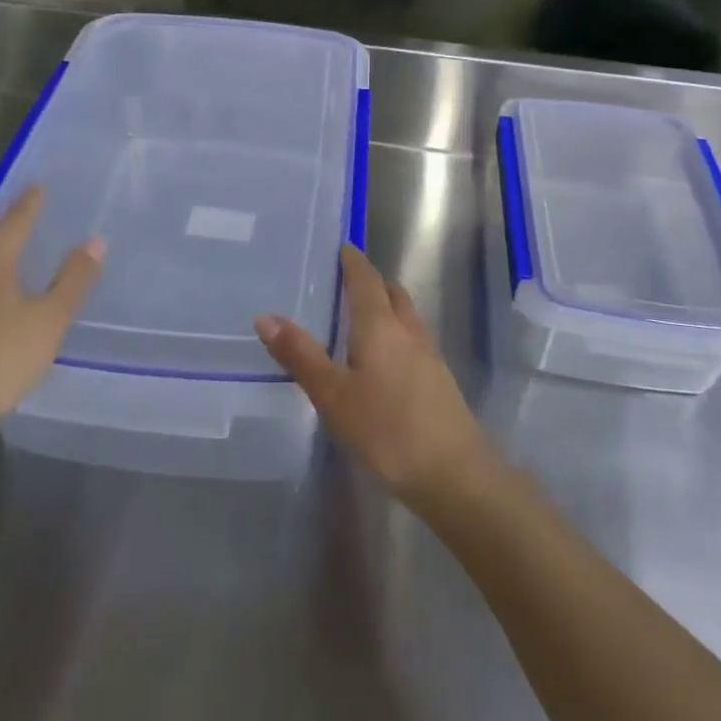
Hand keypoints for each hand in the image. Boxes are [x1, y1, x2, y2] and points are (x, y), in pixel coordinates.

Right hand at [256, 245, 492, 513]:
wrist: (455, 473)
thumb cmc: (387, 429)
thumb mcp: (333, 394)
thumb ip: (300, 355)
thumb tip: (265, 317)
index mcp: (379, 325)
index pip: (366, 279)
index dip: (354, 261)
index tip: (343, 247)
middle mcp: (408, 330)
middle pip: (391, 293)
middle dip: (371, 282)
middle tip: (346, 282)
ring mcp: (429, 354)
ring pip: (406, 316)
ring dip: (386, 307)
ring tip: (361, 319)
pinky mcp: (439, 380)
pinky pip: (413, 339)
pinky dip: (396, 333)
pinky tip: (384, 360)